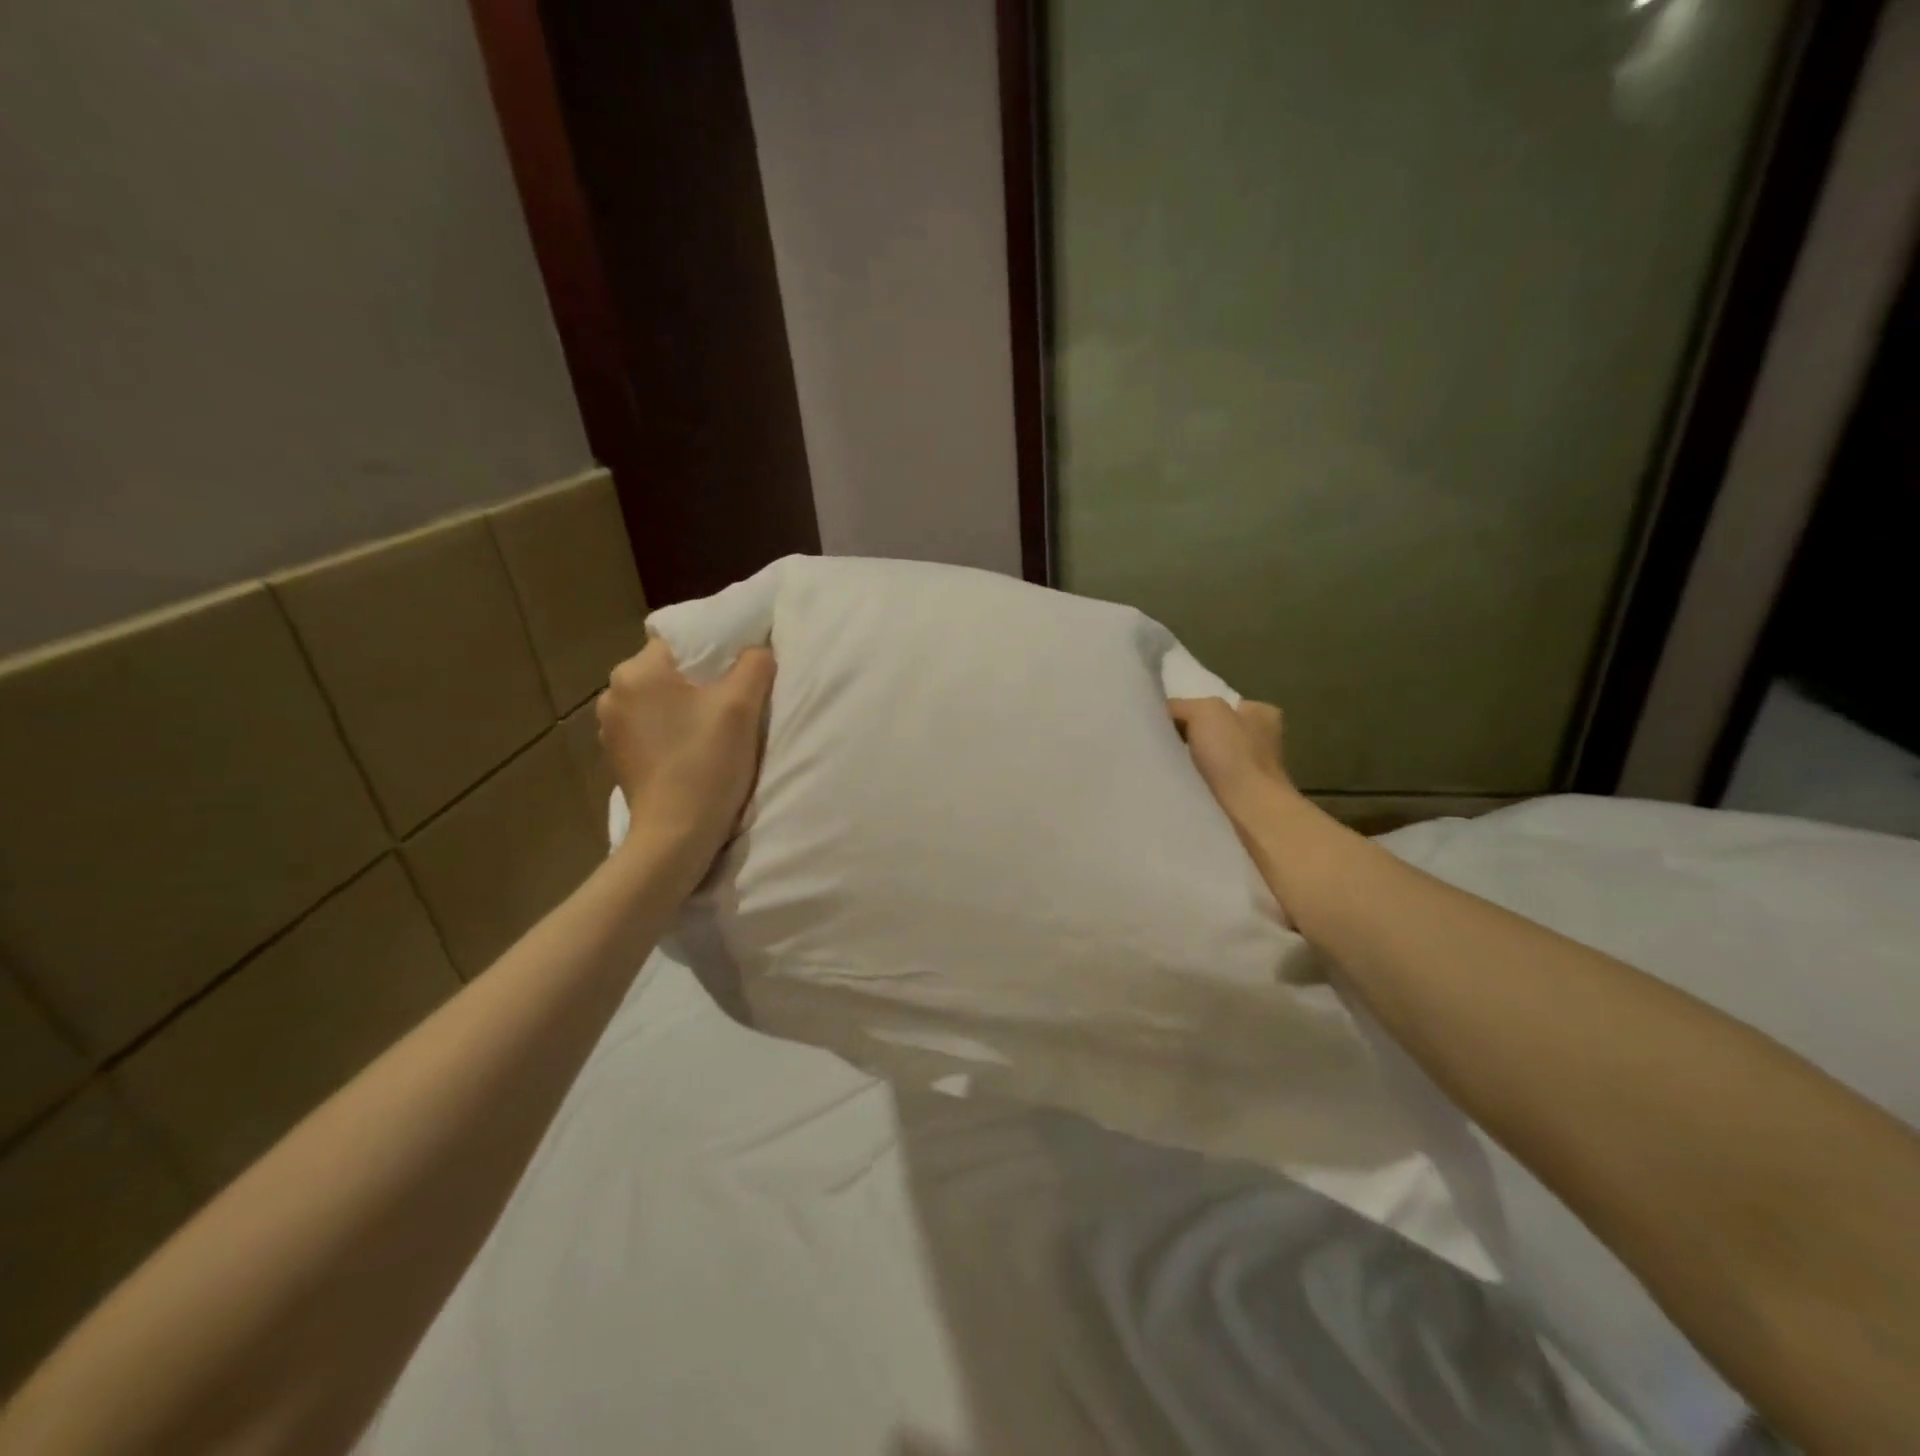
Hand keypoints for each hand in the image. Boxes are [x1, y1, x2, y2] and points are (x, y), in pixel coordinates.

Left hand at [596, 639, 775, 868]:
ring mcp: (611, 728)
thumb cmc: (707, 764)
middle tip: (734, 700)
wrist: (676, 835)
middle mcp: (613, 694)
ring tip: (714, 727)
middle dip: (701, 680)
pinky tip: (693, 749)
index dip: (715, 650)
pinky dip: (672, 730)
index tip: (740, 672)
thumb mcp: (742, 706)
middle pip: (670, 670)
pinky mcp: (617, 756)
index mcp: (636, 672)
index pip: (681, 640)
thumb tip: (757, 649)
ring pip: (660, 700)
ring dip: (686, 707)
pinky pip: (651, 727)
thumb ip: (754, 665)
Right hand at [1168, 697, 1301, 834]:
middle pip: (1210, 733)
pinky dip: (1190, 786)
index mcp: (1261, 715)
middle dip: (1186, 738)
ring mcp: (1252, 775)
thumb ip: (1180, 706)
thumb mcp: (1204, 711)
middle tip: (1158, 744)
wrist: (1248, 816)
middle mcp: (1261, 742)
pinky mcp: (1240, 802)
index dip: (1189, 710)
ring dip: (1187, 765)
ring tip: (1161, 767)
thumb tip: (1159, 715)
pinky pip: (1205, 786)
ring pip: (1207, 762)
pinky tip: (1174, 787)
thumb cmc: (1233, 756)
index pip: (1217, 704)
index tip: (1163, 721)